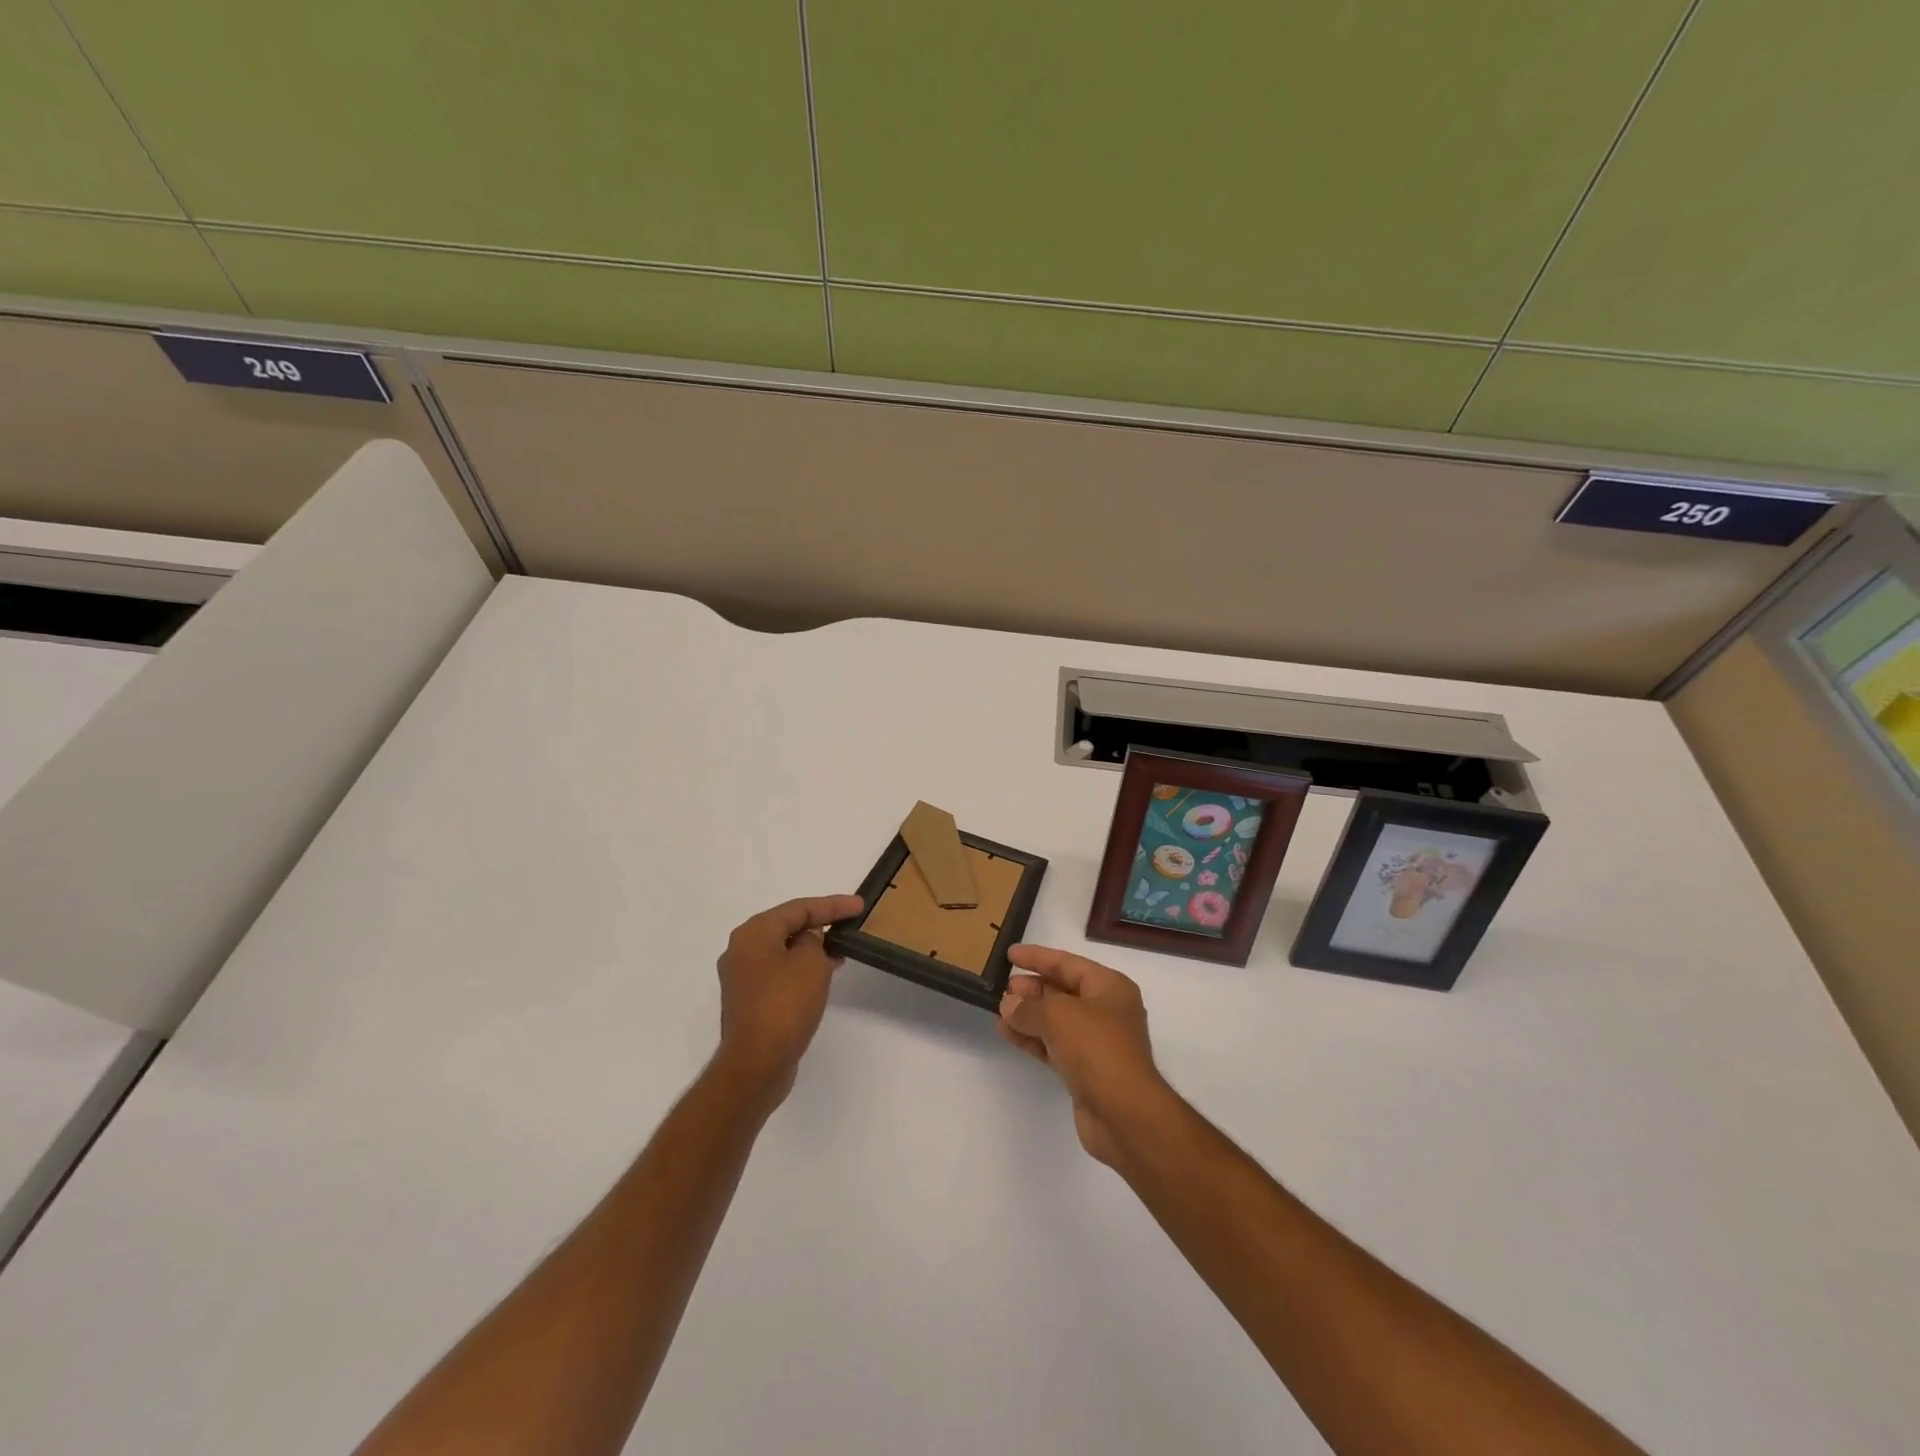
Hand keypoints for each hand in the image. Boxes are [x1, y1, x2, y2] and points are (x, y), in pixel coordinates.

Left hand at [714, 895, 862, 1105]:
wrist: (756, 1064)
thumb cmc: (785, 1005)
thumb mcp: (811, 963)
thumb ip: (815, 941)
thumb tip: (808, 942)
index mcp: (753, 933)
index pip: (798, 908)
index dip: (832, 905)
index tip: (859, 906)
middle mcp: (741, 950)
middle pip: (787, 926)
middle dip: (819, 924)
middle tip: (849, 925)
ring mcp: (742, 978)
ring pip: (783, 951)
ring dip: (811, 949)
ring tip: (840, 951)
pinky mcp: (748, 1002)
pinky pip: (779, 973)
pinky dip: (800, 970)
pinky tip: (822, 977)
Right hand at [997, 946, 1172, 1166]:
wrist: (1125, 1114)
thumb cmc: (1097, 1049)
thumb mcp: (1058, 1016)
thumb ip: (1029, 1007)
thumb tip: (1009, 1004)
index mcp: (1109, 987)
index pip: (1067, 963)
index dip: (1038, 957)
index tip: (1010, 954)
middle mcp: (1106, 1010)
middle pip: (1062, 991)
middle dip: (1032, 989)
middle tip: (1003, 987)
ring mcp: (1096, 1042)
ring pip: (1056, 1020)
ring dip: (1028, 1015)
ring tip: (999, 1011)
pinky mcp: (1085, 1070)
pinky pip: (1053, 1045)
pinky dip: (1032, 1038)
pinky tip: (1007, 1033)